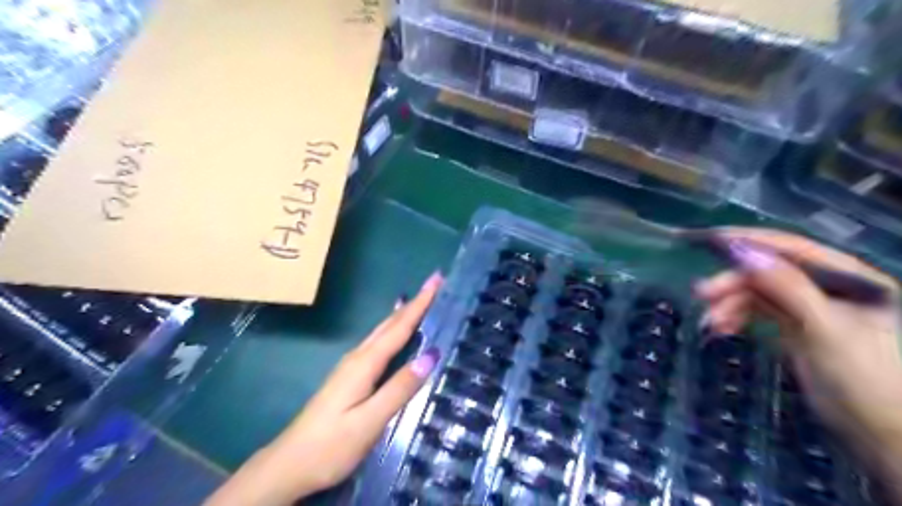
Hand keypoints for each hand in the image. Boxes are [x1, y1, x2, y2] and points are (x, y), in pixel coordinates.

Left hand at [206, 273, 441, 505]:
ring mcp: (352, 366)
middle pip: (390, 323)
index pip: (399, 326)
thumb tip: (431, 355)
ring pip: (383, 331)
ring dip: (404, 313)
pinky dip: (393, 330)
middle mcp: (358, 357)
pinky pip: (378, 343)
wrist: (288, 465)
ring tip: (421, 300)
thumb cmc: (331, 446)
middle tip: (434, 284)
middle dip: (414, 302)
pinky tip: (396, 331)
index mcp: (365, 363)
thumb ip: (400, 388)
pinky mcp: (350, 376)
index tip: (436, 279)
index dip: (420, 303)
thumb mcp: (370, 421)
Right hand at [693, 228, 901, 496]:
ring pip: (759, 292)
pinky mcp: (795, 325)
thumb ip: (787, 287)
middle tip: (701, 294)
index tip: (713, 240)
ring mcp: (811, 306)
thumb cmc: (865, 379)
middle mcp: (829, 286)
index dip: (753, 241)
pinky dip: (737, 317)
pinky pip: (757, 310)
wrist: (878, 434)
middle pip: (770, 271)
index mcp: (851, 278)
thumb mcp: (825, 329)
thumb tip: (744, 253)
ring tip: (711, 323)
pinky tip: (721, 329)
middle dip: (734, 282)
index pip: (794, 248)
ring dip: (731, 303)